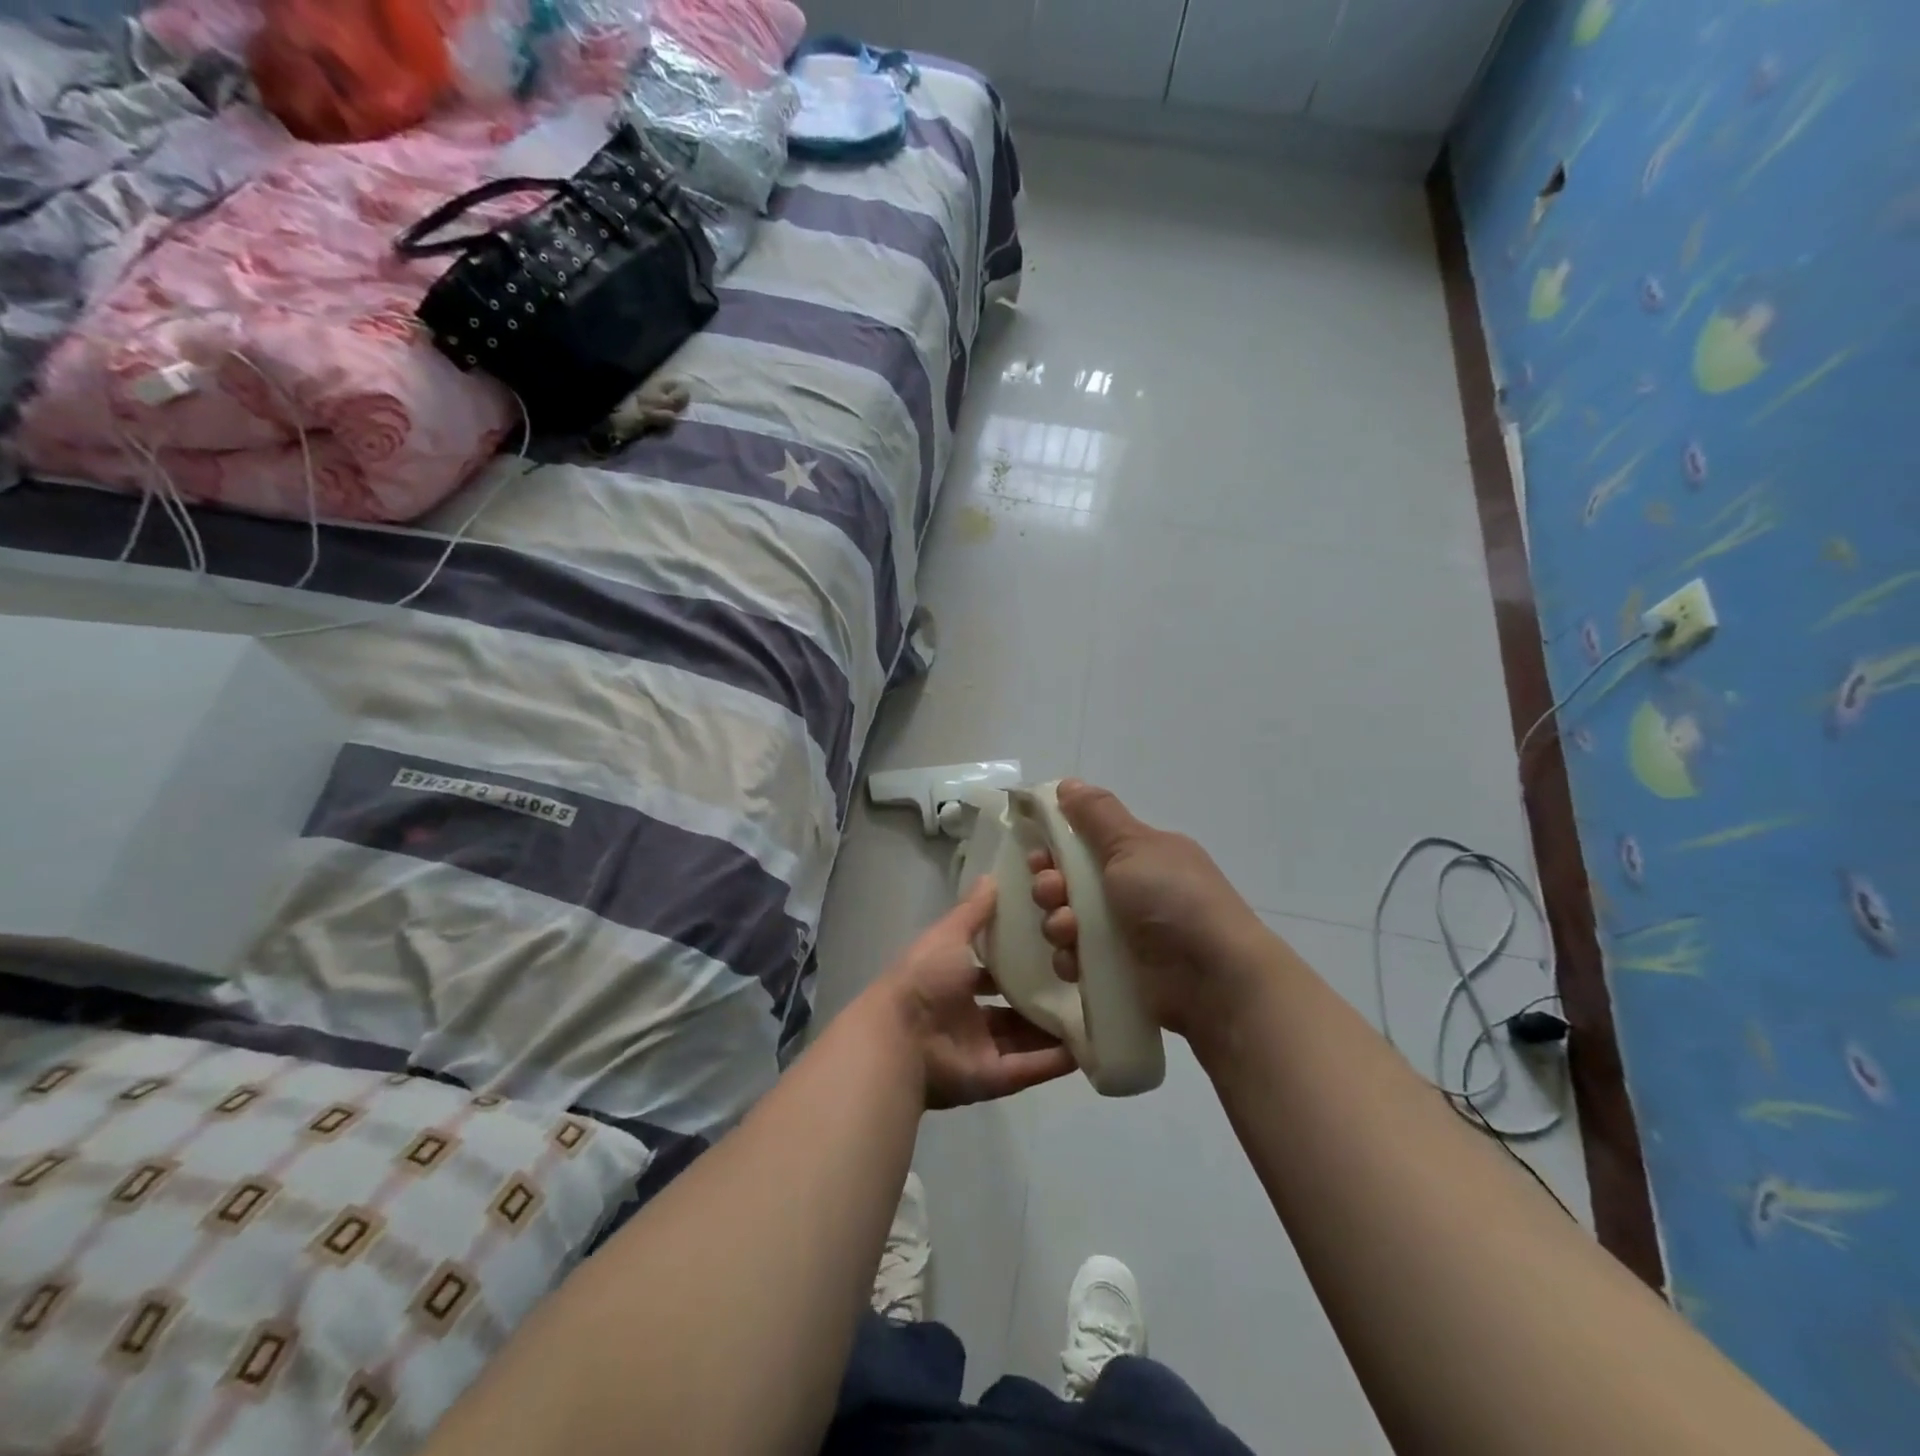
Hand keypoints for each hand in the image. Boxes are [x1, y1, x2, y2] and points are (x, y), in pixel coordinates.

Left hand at [869, 878, 1076, 1109]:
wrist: (900, 1036)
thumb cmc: (923, 978)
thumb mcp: (949, 936)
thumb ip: (972, 912)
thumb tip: (991, 877)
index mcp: (951, 982)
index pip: (990, 973)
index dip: (1017, 962)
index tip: (1053, 947)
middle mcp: (966, 1017)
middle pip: (1011, 1009)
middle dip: (1040, 999)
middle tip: (1081, 983)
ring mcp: (980, 1050)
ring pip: (1025, 1039)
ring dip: (1054, 1030)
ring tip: (1094, 1013)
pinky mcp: (993, 1079)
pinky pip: (1030, 1068)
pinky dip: (1055, 1060)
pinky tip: (1087, 1046)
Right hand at [1027, 780, 1266, 1037]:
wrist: (1213, 979)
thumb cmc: (1172, 899)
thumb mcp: (1134, 845)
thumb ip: (1097, 815)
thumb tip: (1068, 783)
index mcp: (1140, 855)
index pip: (1085, 842)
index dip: (1057, 846)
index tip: (1041, 853)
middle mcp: (1131, 892)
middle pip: (1070, 882)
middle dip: (1050, 886)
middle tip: (1052, 891)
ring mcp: (1124, 935)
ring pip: (1067, 922)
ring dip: (1057, 922)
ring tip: (1067, 930)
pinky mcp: (1117, 975)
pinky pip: (1076, 960)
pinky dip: (1070, 959)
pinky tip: (1076, 962)